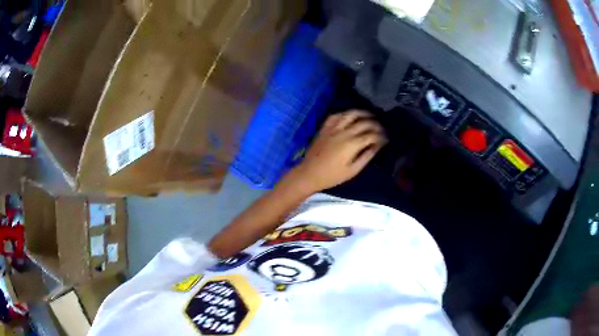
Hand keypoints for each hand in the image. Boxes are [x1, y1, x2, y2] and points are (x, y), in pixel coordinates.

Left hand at [292, 110, 387, 192]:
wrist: (310, 173)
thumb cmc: (333, 176)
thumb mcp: (353, 170)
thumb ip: (366, 156)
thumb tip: (377, 146)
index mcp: (352, 144)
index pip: (372, 135)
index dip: (381, 136)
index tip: (387, 138)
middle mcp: (344, 132)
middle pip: (364, 123)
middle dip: (376, 124)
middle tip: (382, 128)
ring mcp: (333, 128)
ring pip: (350, 114)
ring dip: (363, 113)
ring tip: (371, 116)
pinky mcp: (325, 128)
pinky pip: (336, 115)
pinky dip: (345, 113)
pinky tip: (351, 116)